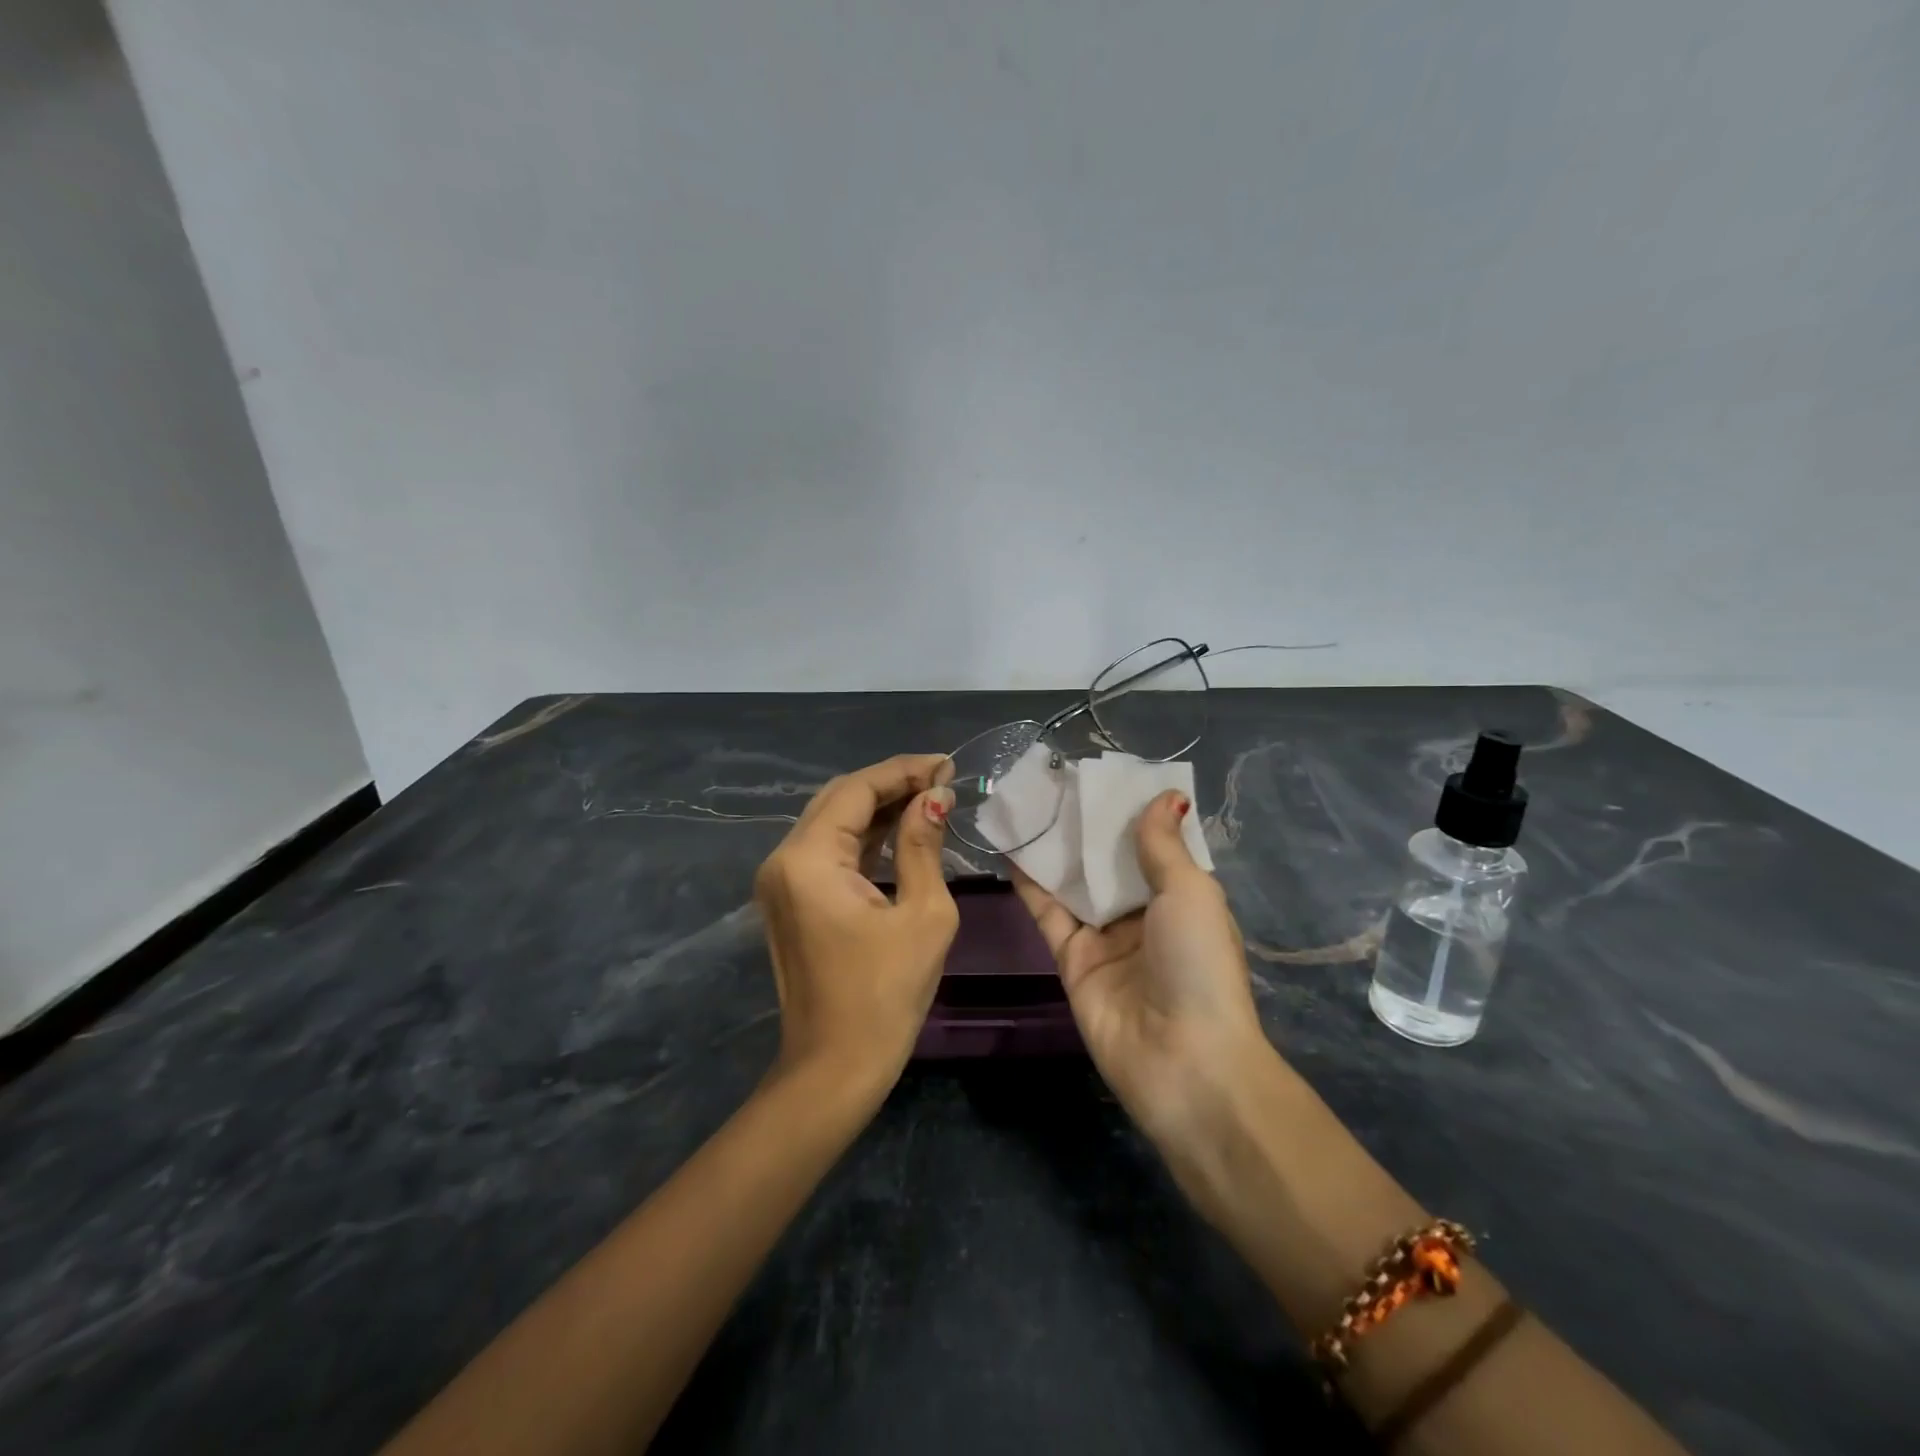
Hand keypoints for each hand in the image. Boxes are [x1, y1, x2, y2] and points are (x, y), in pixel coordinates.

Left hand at [754, 754, 958, 1096]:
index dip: (903, 770)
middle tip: (941, 778)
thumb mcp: (923, 914)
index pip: (856, 790)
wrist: (835, 1068)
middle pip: (838, 799)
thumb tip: (935, 798)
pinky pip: (828, 851)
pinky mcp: (790, 899)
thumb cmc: (886, 995)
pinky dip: (864, 836)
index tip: (946, 764)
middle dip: (890, 782)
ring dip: (878, 807)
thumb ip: (923, 845)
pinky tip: (900, 827)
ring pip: (832, 822)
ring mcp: (781, 881)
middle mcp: (783, 860)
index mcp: (808, 859)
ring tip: (929, 796)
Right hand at [1012, 790, 1270, 1149]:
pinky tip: (1012, 848)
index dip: (1130, 811)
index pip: (1153, 844)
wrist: (1182, 1058)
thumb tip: (1166, 794)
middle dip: (1086, 825)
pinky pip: (1049, 913)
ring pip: (1075, 882)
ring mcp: (1105, 937)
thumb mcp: (1191, 892)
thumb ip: (1163, 845)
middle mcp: (1143, 914)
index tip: (1102, 775)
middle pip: (1109, 861)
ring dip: (1055, 847)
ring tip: (1027, 803)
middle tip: (1054, 781)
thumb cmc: (1198, 963)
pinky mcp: (1072, 959)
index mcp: (1181, 897)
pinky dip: (1031, 883)